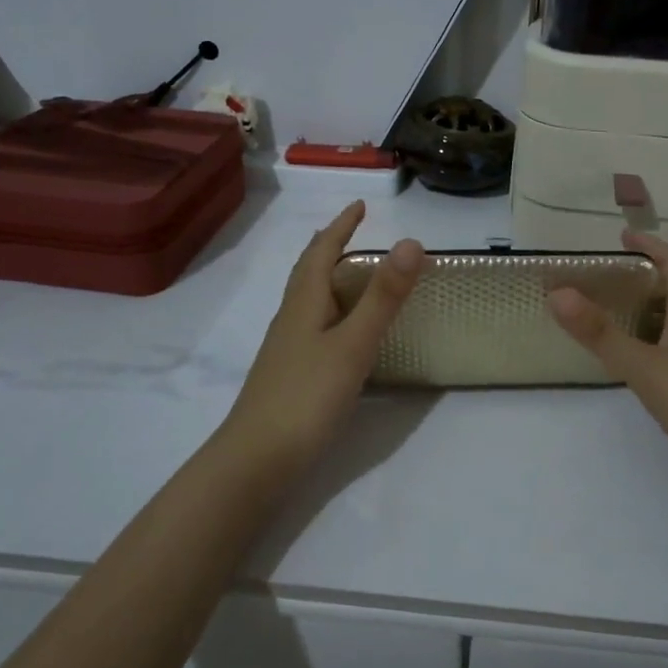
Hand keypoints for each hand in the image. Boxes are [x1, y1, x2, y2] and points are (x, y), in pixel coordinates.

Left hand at [223, 201, 423, 466]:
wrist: (256, 462)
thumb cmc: (306, 397)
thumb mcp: (353, 344)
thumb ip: (383, 297)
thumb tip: (411, 242)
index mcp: (305, 302)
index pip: (322, 251)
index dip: (341, 226)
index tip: (360, 205)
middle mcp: (292, 317)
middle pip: (308, 271)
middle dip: (330, 246)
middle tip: (353, 231)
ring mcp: (287, 347)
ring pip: (308, 298)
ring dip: (328, 276)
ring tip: (351, 273)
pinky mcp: (290, 372)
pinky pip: (312, 323)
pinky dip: (330, 308)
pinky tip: (339, 331)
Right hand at [547, 231, 667, 471]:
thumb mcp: (644, 366)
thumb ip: (600, 333)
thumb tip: (557, 292)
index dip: (651, 245)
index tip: (622, 236)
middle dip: (643, 277)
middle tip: (603, 278)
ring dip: (645, 310)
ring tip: (610, 313)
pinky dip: (651, 341)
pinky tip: (633, 360)